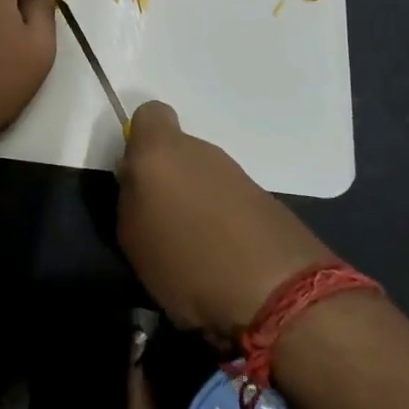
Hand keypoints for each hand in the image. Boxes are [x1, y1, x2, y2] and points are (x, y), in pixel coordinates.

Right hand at [117, 101, 333, 340]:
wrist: (278, 294)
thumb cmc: (186, 261)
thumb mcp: (132, 237)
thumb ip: (130, 197)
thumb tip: (138, 181)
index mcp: (160, 150)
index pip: (149, 114)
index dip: (140, 139)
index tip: (137, 175)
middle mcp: (200, 150)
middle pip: (177, 151)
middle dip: (168, 178)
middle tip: (161, 221)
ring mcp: (236, 173)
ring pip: (204, 176)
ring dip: (196, 201)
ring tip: (193, 248)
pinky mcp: (265, 199)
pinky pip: (230, 201)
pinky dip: (223, 221)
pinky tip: (223, 258)